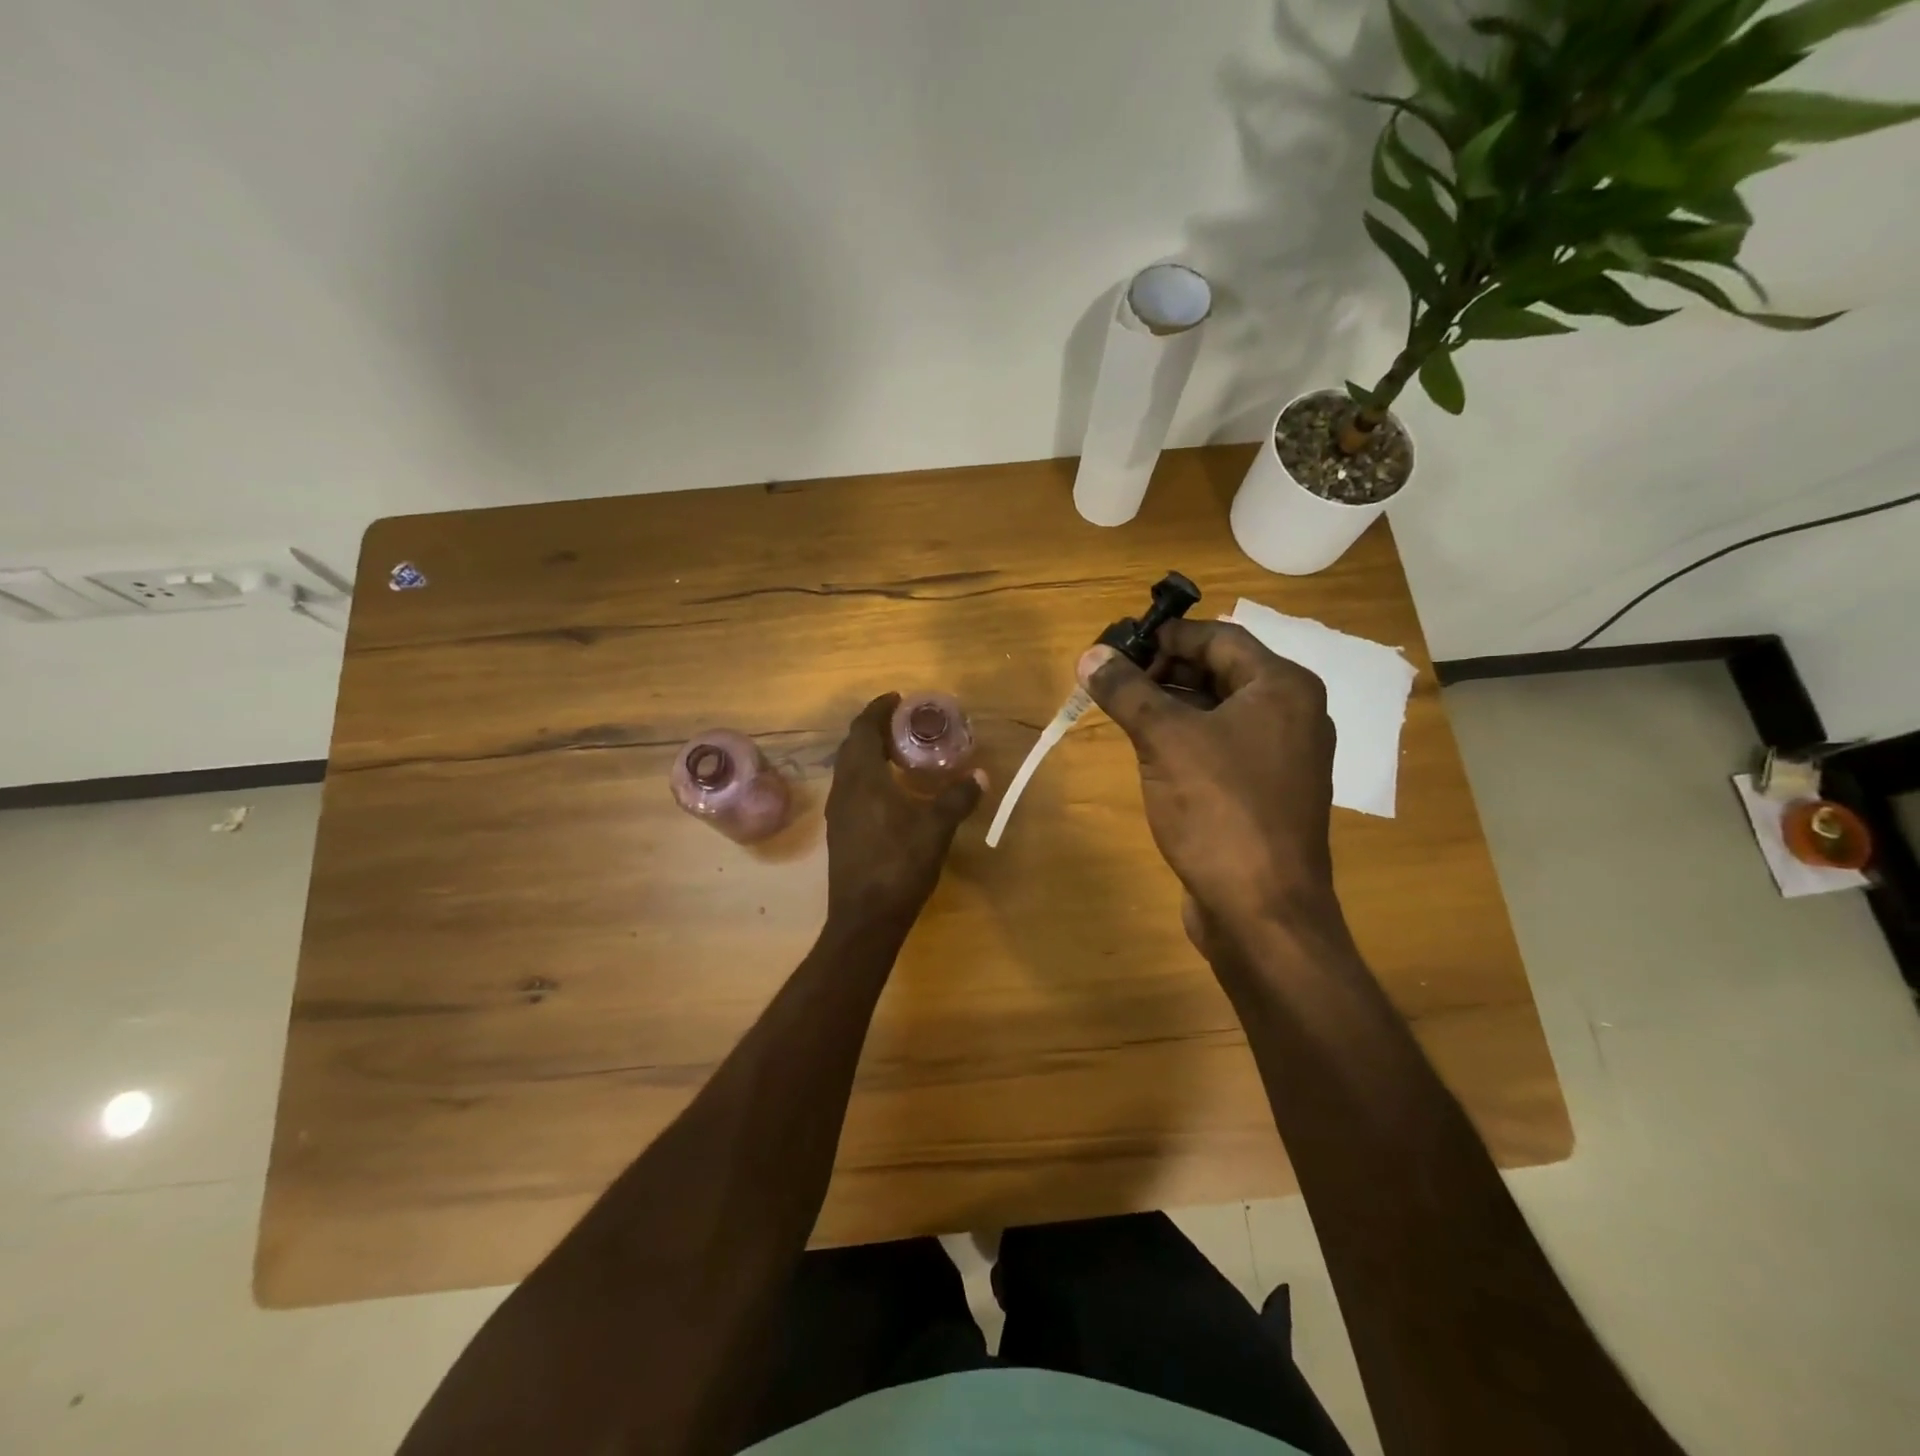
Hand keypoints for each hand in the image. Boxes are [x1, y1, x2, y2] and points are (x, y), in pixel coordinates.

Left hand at [824, 694, 984, 929]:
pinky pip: (851, 788)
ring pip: (848, 769)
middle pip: (852, 746)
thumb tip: (980, 776)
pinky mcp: (840, 832)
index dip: (878, 710)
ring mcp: (838, 812)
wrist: (865, 918)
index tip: (898, 698)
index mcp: (863, 779)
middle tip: (902, 723)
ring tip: (898, 752)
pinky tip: (889, 791)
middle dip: (873, 729)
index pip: (863, 730)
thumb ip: (957, 799)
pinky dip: (867, 776)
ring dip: (868, 753)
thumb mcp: (936, 829)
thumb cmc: (899, 866)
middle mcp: (844, 789)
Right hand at [1077, 619, 1338, 942]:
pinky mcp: (1264, 793)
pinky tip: (1147, 751)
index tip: (1116, 647)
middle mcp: (1291, 714)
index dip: (1165, 635)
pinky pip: (1220, 747)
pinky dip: (1184, 739)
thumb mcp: (1165, 740)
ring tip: (1120, 711)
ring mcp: (1280, 757)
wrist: (1262, 911)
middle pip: (1219, 671)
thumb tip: (1091, 656)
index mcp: (1282, 688)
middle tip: (1112, 681)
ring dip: (1169, 705)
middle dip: (1163, 670)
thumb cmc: (1220, 810)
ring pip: (1217, 711)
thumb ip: (1127, 691)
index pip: (1218, 637)